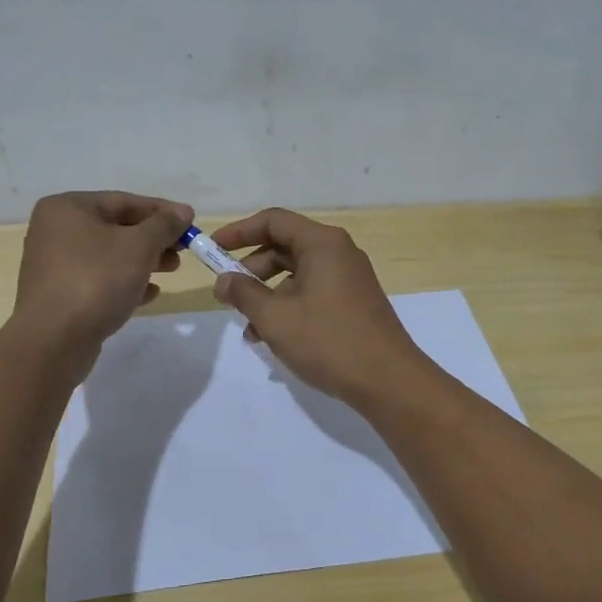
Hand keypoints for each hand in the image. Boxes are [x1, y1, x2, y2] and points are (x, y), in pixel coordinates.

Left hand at [12, 191, 193, 353]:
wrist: (53, 341)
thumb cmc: (96, 280)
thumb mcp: (139, 246)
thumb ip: (164, 225)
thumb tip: (183, 211)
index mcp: (68, 208)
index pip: (124, 201)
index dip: (162, 211)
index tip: (191, 223)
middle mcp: (56, 231)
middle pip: (116, 227)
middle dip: (153, 238)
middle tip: (183, 250)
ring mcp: (55, 265)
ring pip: (109, 255)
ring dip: (143, 261)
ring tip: (172, 270)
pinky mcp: (60, 295)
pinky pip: (99, 280)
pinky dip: (125, 282)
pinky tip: (150, 294)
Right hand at [208, 207, 430, 407]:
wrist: (388, 380)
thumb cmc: (328, 341)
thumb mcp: (275, 317)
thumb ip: (244, 294)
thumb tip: (224, 280)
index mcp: (322, 243)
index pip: (273, 221)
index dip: (239, 232)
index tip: (213, 250)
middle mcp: (338, 252)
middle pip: (284, 246)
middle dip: (251, 270)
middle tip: (227, 294)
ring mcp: (349, 278)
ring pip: (296, 274)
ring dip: (267, 295)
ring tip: (248, 328)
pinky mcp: (353, 302)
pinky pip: (312, 293)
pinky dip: (289, 307)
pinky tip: (272, 338)